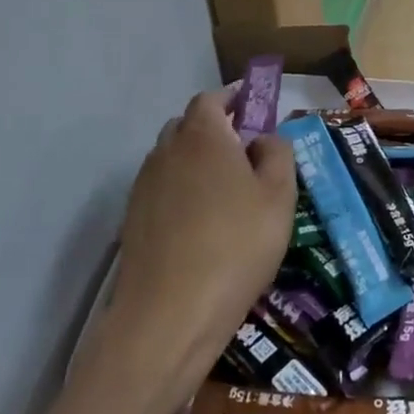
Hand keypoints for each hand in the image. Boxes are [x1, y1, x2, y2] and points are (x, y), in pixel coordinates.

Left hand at [71, 91, 294, 413]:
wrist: (169, 316)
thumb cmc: (236, 245)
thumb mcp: (280, 196)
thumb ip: (278, 154)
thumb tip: (264, 138)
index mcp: (203, 136)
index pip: (211, 98)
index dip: (233, 98)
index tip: (254, 108)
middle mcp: (166, 151)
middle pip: (188, 125)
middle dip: (215, 129)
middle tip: (246, 153)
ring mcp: (144, 187)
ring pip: (172, 158)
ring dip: (196, 162)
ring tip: (226, 192)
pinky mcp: (133, 221)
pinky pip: (162, 190)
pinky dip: (181, 192)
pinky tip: (202, 224)